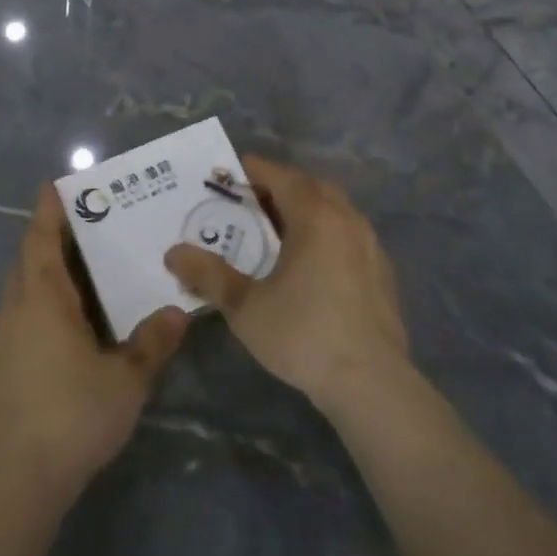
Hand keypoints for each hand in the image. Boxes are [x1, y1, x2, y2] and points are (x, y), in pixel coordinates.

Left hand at [0, 185, 187, 502]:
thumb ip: (152, 343)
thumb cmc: (73, 415)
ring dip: (45, 274)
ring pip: (21, 291)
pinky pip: (19, 319)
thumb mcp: (126, 380)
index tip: (55, 185)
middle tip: (83, 226)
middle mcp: (16, 309)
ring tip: (81, 275)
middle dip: (49, 238)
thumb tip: (177, 311)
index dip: (48, 210)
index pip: (41, 239)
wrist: (15, 479)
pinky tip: (64, 331)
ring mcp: (0, 340)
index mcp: (42, 299)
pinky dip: (39, 307)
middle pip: (28, 260)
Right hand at [164, 157, 409, 415]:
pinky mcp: (383, 275)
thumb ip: (208, 275)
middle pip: (312, 187)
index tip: (229, 173)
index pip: (282, 176)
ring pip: (336, 211)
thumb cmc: (304, 334)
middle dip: (281, 186)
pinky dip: (327, 234)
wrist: (372, 384)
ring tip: (278, 230)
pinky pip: (349, 236)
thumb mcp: (245, 306)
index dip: (254, 170)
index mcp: (315, 217)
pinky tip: (311, 264)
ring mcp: (371, 247)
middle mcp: (347, 221)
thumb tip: (172, 254)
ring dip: (307, 210)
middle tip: (250, 201)